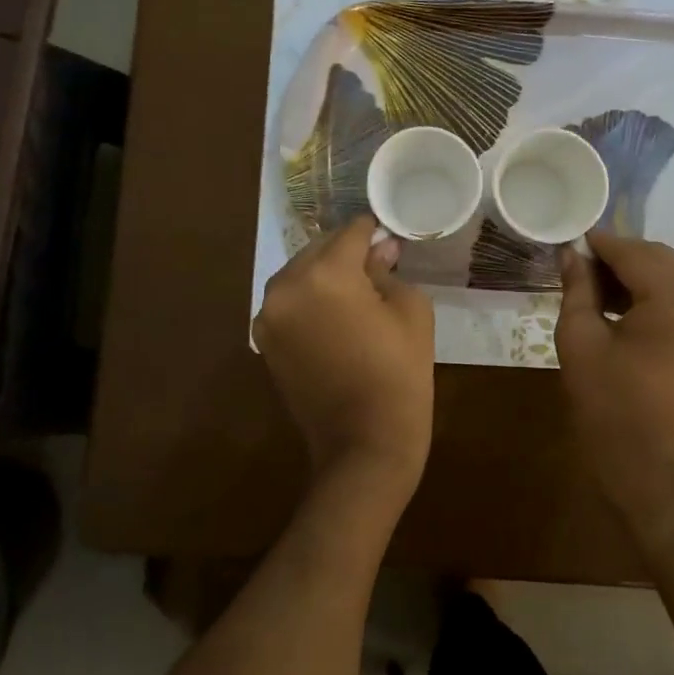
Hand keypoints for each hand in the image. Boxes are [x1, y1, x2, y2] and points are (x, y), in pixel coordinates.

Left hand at [253, 216, 434, 491]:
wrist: (363, 442)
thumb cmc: (399, 373)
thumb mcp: (410, 310)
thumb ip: (388, 269)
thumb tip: (378, 250)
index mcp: (325, 273)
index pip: (350, 233)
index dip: (373, 232)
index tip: (387, 238)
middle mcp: (286, 286)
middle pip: (319, 249)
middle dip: (345, 253)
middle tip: (374, 265)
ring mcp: (268, 314)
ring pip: (299, 274)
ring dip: (323, 275)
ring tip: (353, 293)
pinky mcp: (263, 339)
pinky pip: (288, 302)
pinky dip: (308, 300)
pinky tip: (332, 317)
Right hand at [555, 233, 673, 515]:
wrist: (652, 469)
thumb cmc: (609, 406)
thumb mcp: (580, 341)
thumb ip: (578, 288)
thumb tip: (572, 254)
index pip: (634, 253)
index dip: (600, 244)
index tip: (571, 241)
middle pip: (660, 258)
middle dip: (620, 257)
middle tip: (580, 267)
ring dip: (638, 274)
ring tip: (597, 288)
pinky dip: (657, 294)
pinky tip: (625, 306)